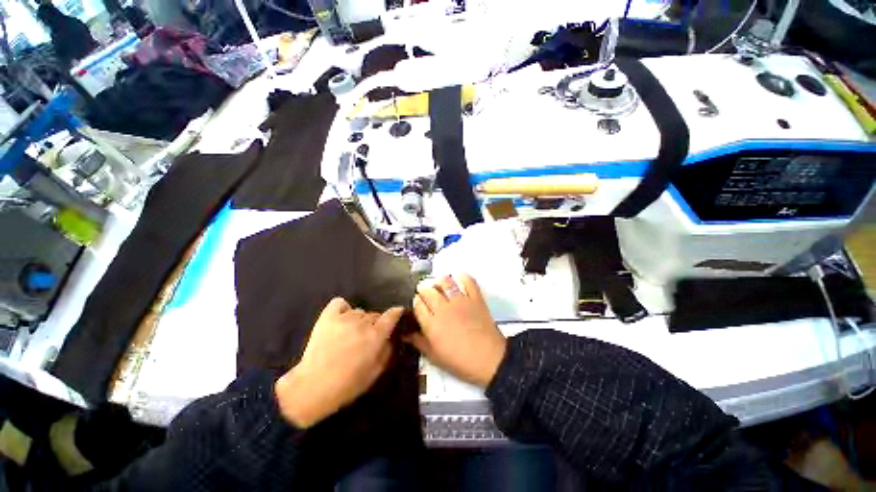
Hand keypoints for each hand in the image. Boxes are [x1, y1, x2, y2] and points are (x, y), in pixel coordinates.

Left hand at [275, 298, 403, 427]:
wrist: (313, 387)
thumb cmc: (347, 385)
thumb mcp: (375, 372)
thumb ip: (387, 351)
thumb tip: (391, 338)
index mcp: (375, 336)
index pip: (391, 315)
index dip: (397, 313)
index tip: (398, 313)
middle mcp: (362, 323)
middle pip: (375, 314)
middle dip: (375, 324)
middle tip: (368, 337)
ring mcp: (344, 318)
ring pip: (359, 311)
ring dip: (359, 320)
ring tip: (351, 333)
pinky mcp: (327, 317)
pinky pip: (340, 303)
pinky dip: (343, 309)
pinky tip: (341, 319)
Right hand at [408, 274, 505, 387]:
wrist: (489, 360)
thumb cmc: (459, 361)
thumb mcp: (435, 356)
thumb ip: (418, 341)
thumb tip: (404, 333)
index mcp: (431, 323)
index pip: (417, 304)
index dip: (416, 302)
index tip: (418, 304)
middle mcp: (443, 308)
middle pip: (428, 291)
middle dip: (424, 291)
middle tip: (426, 296)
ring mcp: (460, 301)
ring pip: (445, 282)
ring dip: (439, 282)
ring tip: (439, 286)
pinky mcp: (475, 298)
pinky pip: (468, 281)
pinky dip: (463, 277)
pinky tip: (458, 279)